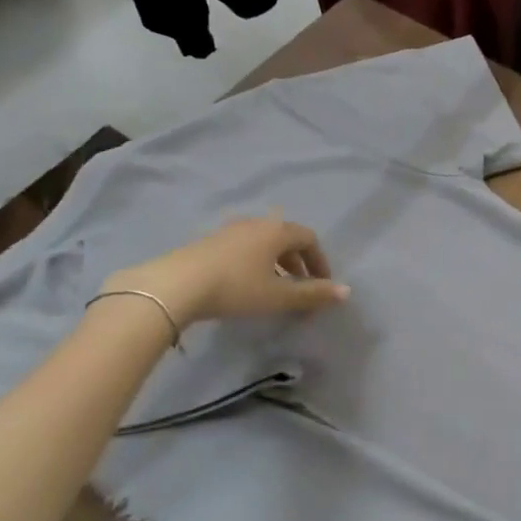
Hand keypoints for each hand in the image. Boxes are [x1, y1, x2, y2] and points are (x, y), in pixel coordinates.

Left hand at [105, 214, 348, 325]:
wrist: (174, 286)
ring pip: (262, 243)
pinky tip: (243, 284)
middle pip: (285, 238)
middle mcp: (255, 224)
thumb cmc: (236, 287)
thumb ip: (312, 294)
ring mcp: (228, 231)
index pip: (308, 238)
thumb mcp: (278, 296)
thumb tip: (345, 291)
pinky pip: (241, 248)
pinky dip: (253, 263)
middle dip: (297, 262)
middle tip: (300, 286)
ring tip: (273, 287)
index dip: (319, 260)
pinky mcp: (206, 243)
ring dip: (274, 263)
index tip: (322, 283)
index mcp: (276, 231)